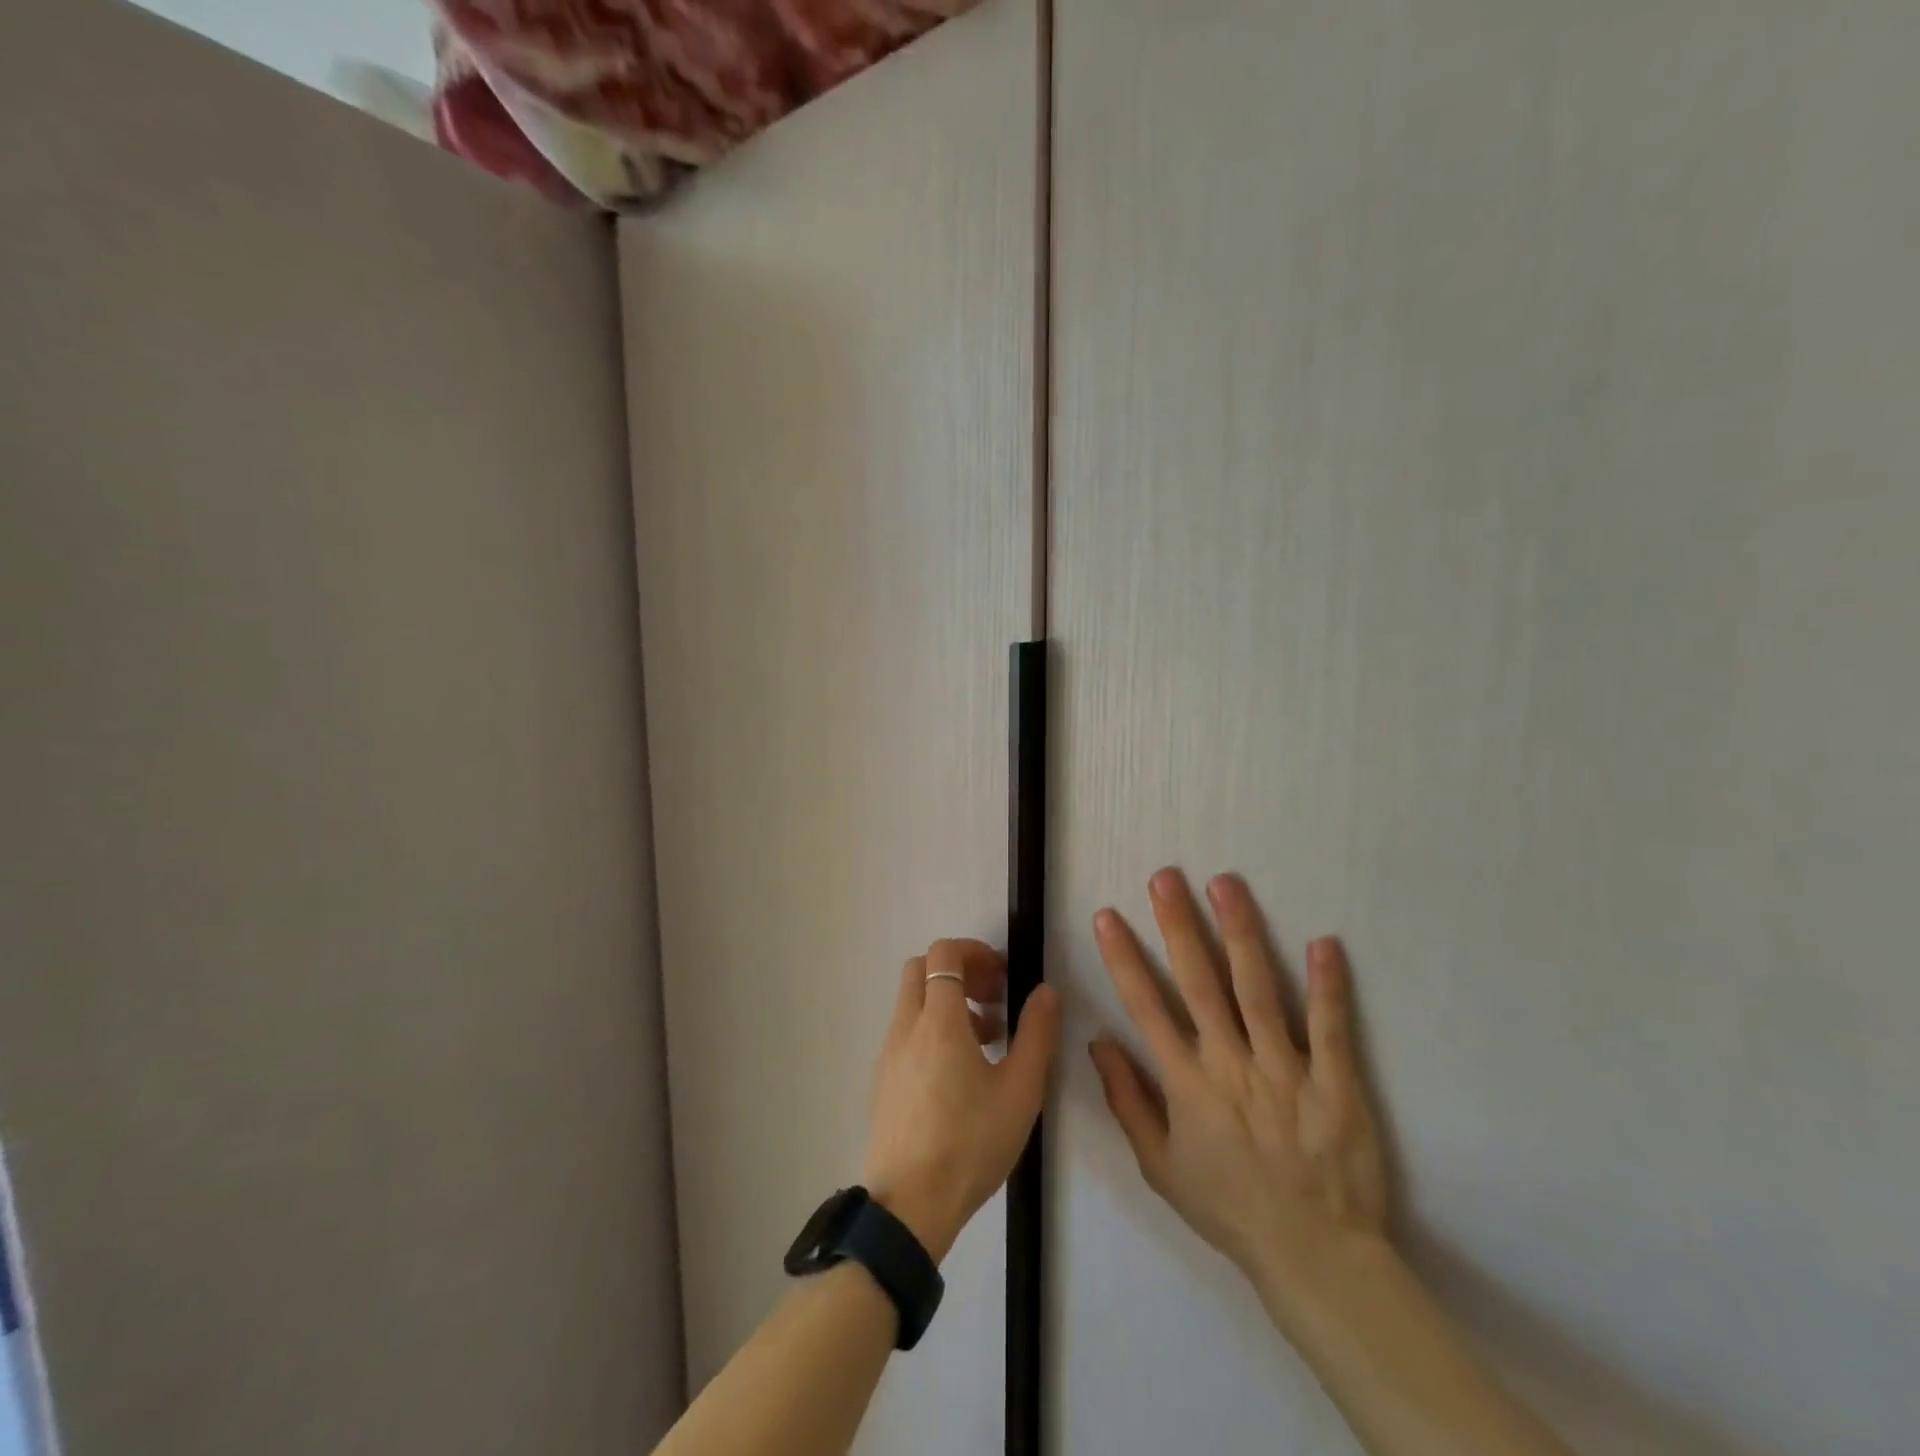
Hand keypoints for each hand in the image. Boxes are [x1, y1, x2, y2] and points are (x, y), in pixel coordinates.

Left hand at [862, 939, 1060, 1262]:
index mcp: (937, 1020)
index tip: (1002, 976)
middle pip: (921, 969)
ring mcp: (888, 1053)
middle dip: (959, 971)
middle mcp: (906, 1026)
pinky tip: (960, 1072)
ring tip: (986, 1039)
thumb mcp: (1020, 1091)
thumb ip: (1036, 1034)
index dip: (974, 951)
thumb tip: (1045, 992)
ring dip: (947, 1002)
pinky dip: (931, 1029)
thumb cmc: (969, 1143)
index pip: (943, 953)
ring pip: (912, 1001)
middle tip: (993, 999)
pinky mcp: (882, 1080)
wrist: (909, 1207)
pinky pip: (906, 1032)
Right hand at [1088, 870, 1387, 1290]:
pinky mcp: (1336, 1082)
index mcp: (1187, 1083)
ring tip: (1226, 884)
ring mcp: (1286, 1070)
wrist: (1315, 1256)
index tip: (1108, 916)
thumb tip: (1099, 1042)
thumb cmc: (1229, 1207)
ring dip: (1241, 933)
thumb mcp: (1160, 1167)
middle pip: (1200, 982)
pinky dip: (1328, 985)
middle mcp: (1231, 1064)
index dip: (1124, 958)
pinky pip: (1329, 1027)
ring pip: (1258, 989)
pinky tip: (1323, 942)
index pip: (1146, 1007)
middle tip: (1165, 878)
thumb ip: (1128, 1101)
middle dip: (1179, 926)